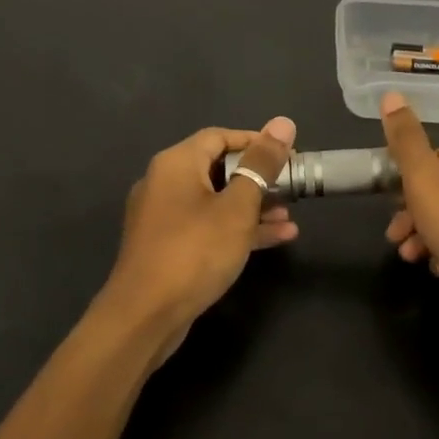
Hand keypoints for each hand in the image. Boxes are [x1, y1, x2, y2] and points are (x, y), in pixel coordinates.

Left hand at [103, 117, 298, 348]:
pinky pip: (208, 226)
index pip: (220, 136)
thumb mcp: (238, 206)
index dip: (256, 142)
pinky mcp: (168, 246)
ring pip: (216, 201)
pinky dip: (237, 229)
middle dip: (258, 178)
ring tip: (289, 218)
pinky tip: (275, 238)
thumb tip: (283, 123)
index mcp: (176, 163)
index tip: (288, 155)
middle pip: (218, 168)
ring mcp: (164, 217)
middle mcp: (165, 183)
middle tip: (293, 188)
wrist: (145, 315)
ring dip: (253, 207)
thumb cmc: (195, 251)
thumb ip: (261, 165)